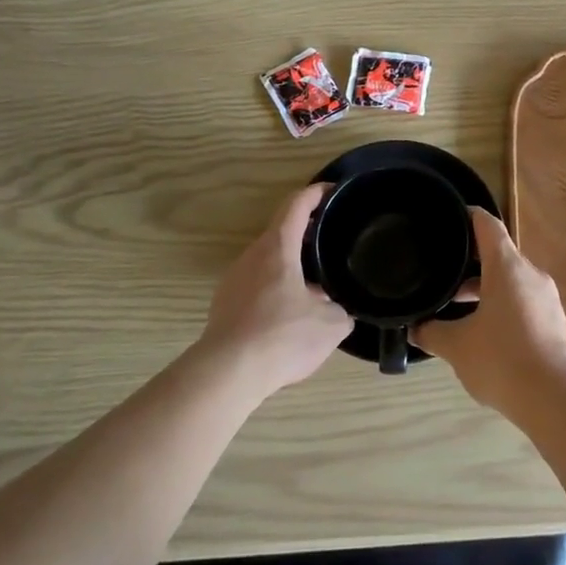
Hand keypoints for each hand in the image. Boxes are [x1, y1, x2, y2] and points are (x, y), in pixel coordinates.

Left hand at [200, 183, 350, 399]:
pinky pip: (256, 285)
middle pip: (281, 232)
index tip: (332, 191)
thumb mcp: (331, 325)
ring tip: (316, 282)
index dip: (316, 193)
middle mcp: (252, 256)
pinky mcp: (224, 305)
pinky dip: (276, 288)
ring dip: (291, 264)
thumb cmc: (282, 336)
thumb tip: (340, 310)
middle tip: (332, 242)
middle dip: (306, 233)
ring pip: (267, 261)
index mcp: (278, 247)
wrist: (228, 374)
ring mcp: (234, 280)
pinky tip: (290, 313)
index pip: (296, 205)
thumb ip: (341, 310)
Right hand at [413, 210, 565, 419]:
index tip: (445, 219)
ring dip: (485, 287)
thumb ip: (431, 332)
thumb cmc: (501, 360)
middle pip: (498, 253)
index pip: (486, 224)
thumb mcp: (456, 346)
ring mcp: (546, 297)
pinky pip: (523, 301)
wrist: (554, 399)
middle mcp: (530, 273)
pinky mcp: (554, 321)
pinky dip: (502, 305)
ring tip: (456, 306)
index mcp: (507, 266)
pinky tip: (484, 330)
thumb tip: (414, 327)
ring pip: (510, 280)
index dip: (465, 216)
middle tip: (440, 270)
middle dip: (469, 261)